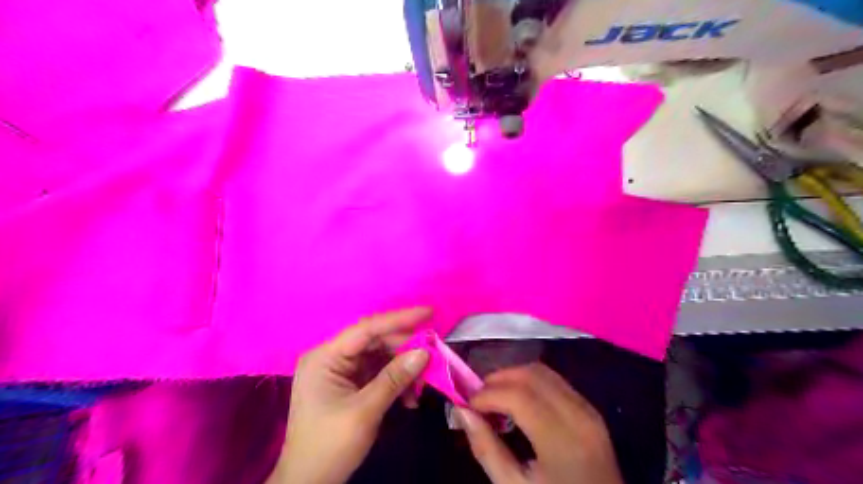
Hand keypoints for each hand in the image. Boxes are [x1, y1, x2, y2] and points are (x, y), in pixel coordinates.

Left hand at [268, 309, 430, 481]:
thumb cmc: (329, 446)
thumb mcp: (365, 411)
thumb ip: (394, 378)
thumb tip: (424, 352)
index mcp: (325, 357)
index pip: (367, 328)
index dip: (399, 319)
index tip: (428, 312)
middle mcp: (331, 357)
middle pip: (375, 342)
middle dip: (405, 349)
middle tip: (434, 353)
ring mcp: (340, 371)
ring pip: (379, 357)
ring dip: (403, 368)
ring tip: (424, 381)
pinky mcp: (349, 384)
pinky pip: (377, 373)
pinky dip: (395, 382)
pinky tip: (410, 398)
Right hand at [458, 363, 620, 482]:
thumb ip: (486, 449)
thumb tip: (462, 411)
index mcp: (562, 440)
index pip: (519, 396)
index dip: (487, 394)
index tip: (466, 404)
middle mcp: (579, 415)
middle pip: (531, 375)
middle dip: (498, 379)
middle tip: (477, 397)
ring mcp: (588, 410)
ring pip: (543, 372)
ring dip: (513, 377)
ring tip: (493, 397)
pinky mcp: (590, 410)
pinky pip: (555, 381)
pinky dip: (529, 382)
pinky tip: (517, 401)